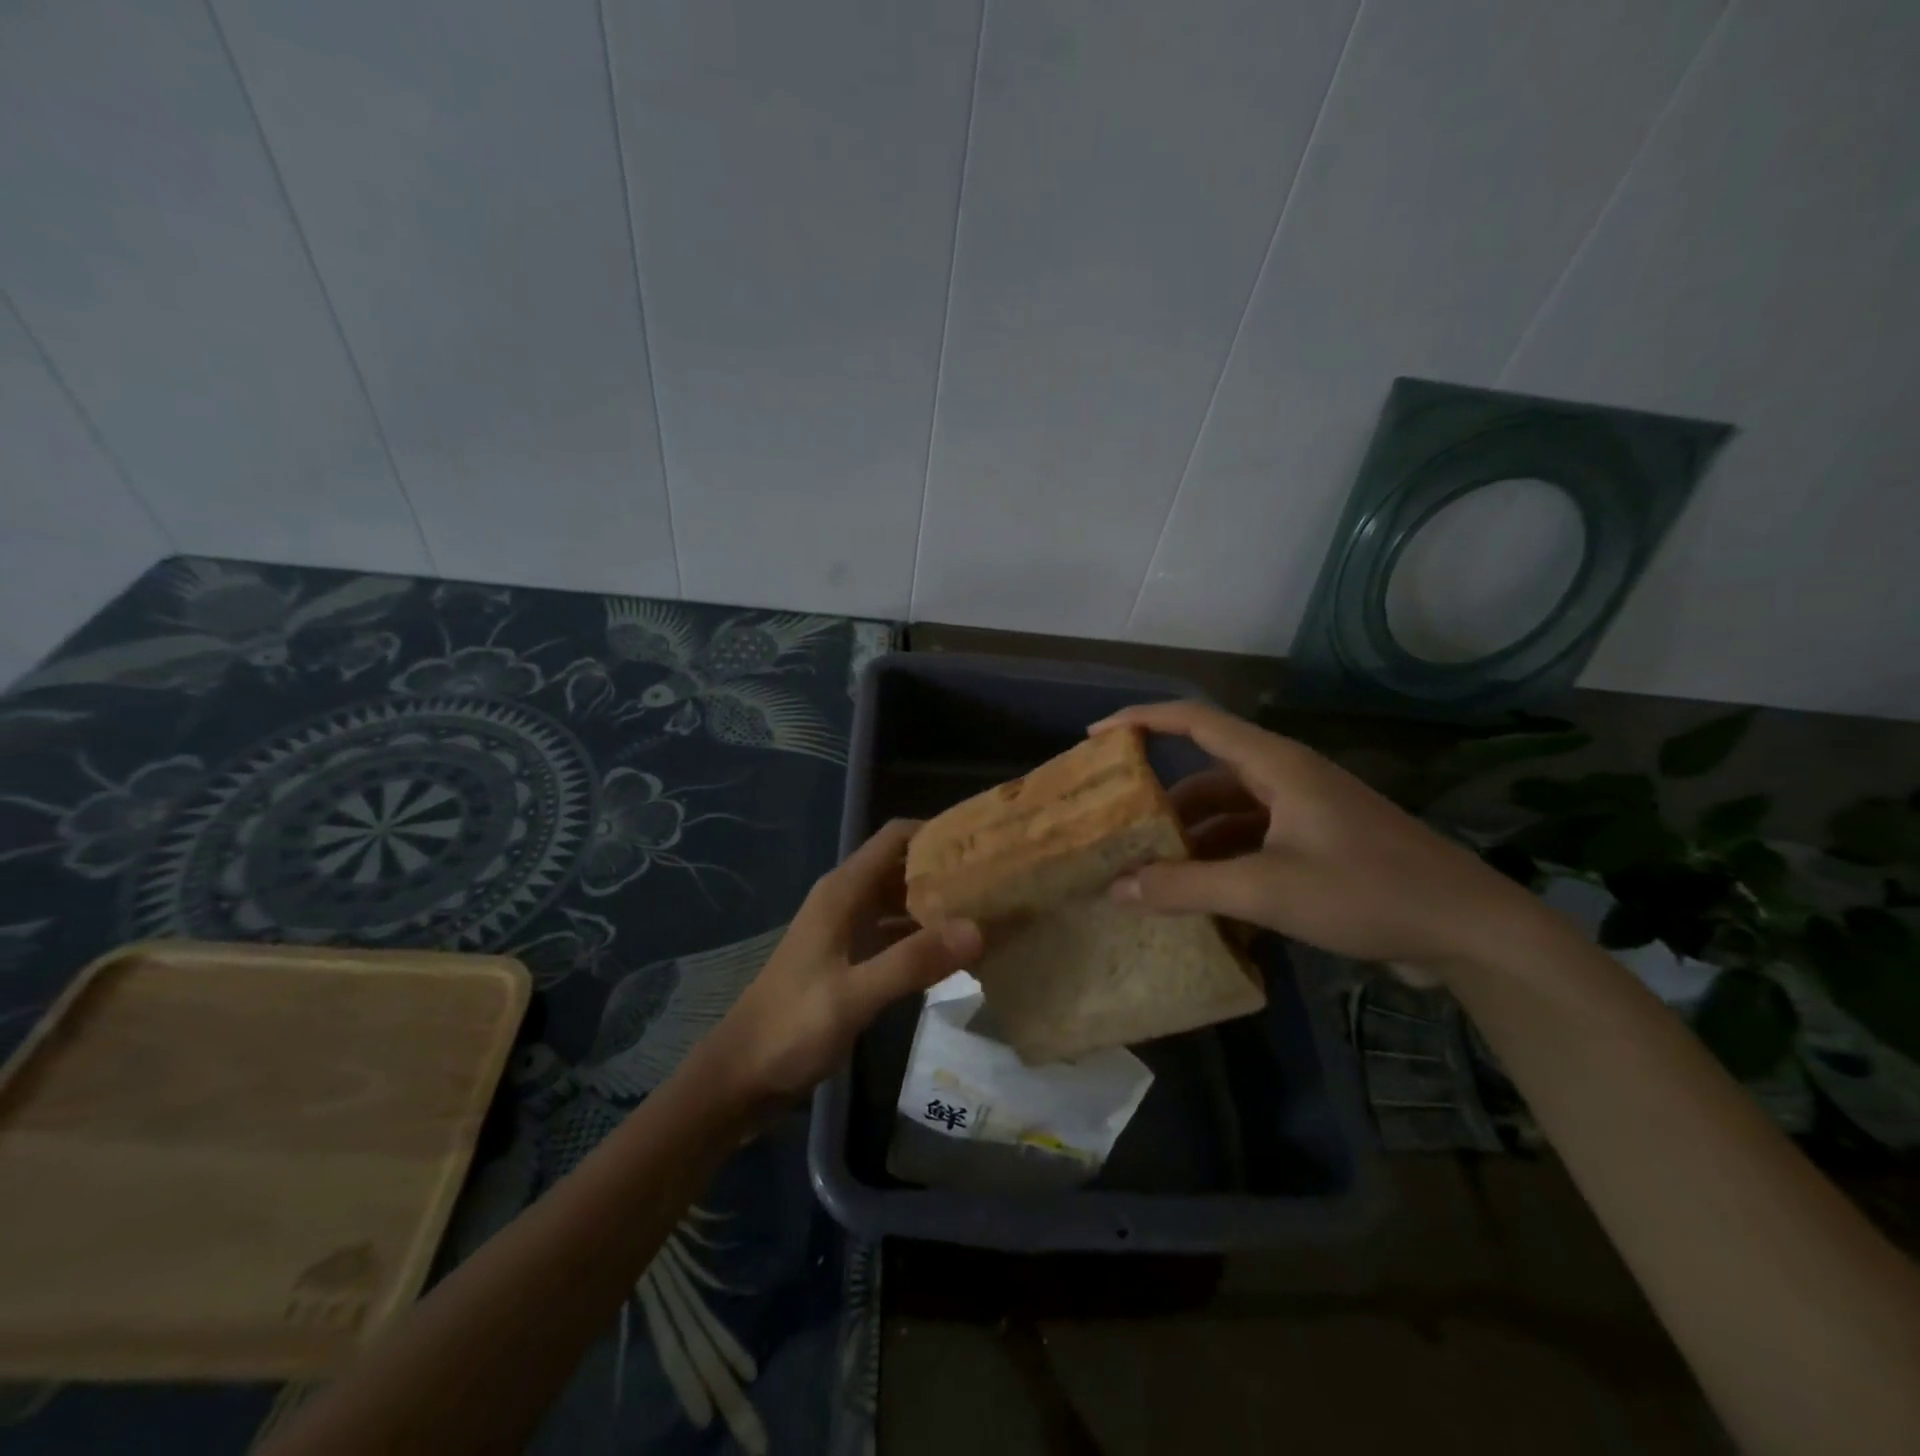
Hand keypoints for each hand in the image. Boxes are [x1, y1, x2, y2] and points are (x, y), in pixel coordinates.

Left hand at [695, 820, 981, 1105]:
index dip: (937, 833)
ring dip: (938, 904)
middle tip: (999, 882)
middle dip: (946, 869)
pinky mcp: (850, 960)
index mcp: (843, 892)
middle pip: (902, 866)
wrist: (740, 1077)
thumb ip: (913, 962)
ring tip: (989, 912)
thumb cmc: (791, 1028)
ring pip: (901, 901)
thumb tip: (977, 928)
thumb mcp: (854, 995)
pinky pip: (895, 934)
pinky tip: (957, 953)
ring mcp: (847, 931)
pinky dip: (924, 936)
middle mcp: (846, 900)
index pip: (896, 838)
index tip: (984, 845)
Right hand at [1094, 701, 1538, 973]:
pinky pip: (1253, 842)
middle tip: (1118, 830)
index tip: (1096, 739)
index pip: (1194, 721)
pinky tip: (1202, 898)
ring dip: (1192, 839)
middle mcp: (1286, 779)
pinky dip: (1222, 862)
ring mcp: (1305, 813)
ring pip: (1229, 813)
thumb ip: (1187, 888)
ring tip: (1152, 874)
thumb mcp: (1266, 890)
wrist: (1470, 930)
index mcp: (1275, 765)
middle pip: (1207, 774)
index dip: (1141, 721)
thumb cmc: (1367, 891)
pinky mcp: (1319, 845)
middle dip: (1161, 802)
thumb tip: (1117, 889)